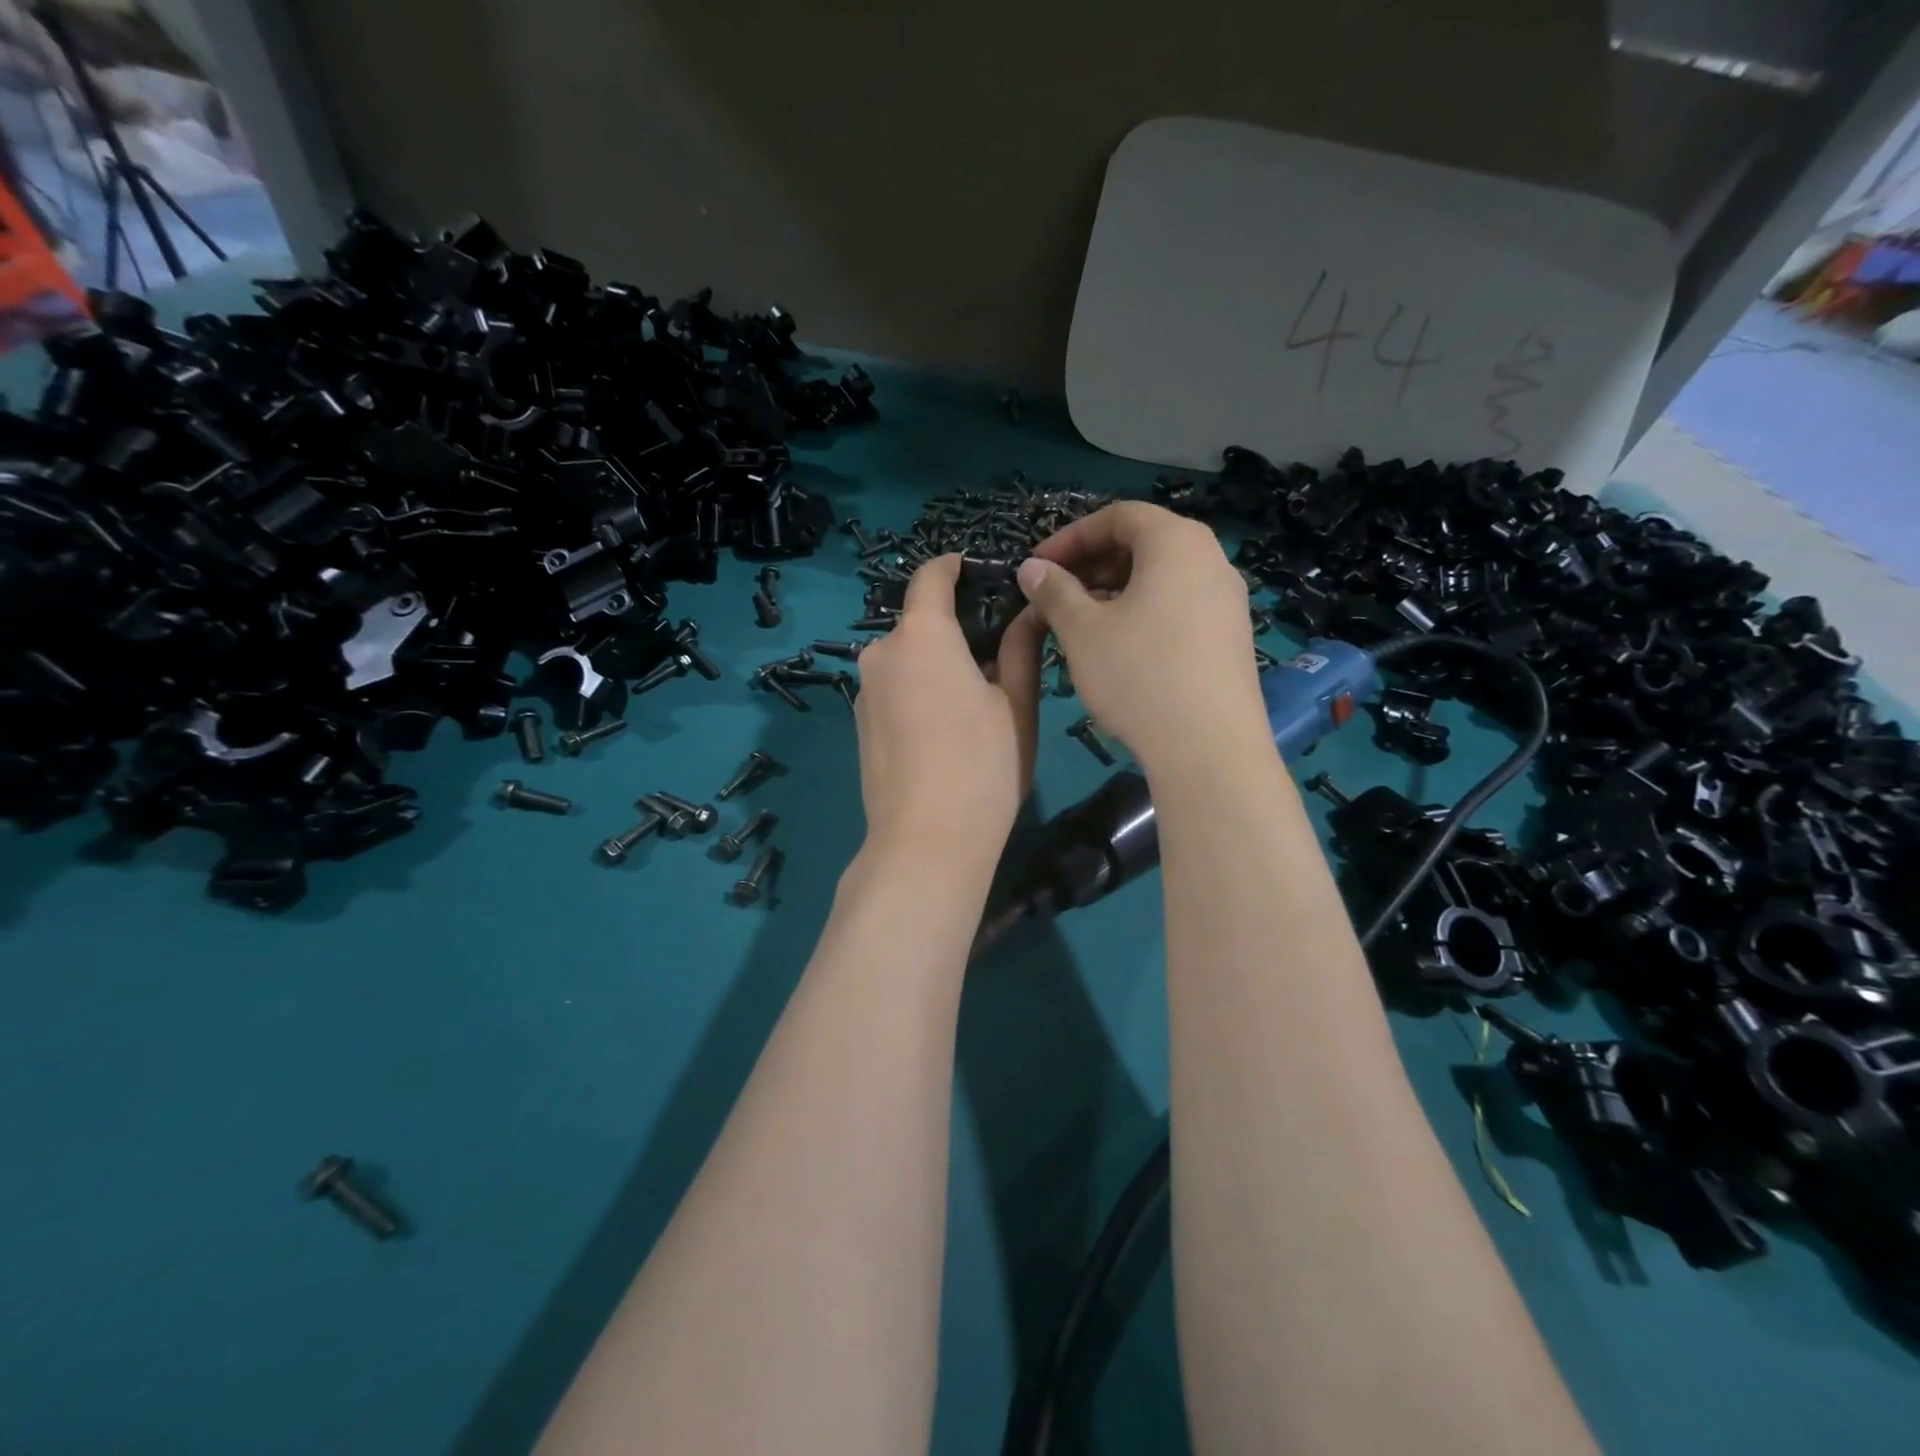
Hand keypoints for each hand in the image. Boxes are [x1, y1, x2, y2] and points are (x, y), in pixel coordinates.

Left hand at [853, 555, 1044, 878]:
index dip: (952, 567)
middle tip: (994, 658)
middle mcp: (881, 654)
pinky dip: (916, 693)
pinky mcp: (858, 726)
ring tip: (972, 702)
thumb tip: (1029, 611)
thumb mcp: (1015, 706)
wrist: (926, 843)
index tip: (972, 568)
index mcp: (921, 637)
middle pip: (918, 625)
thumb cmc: (983, 768)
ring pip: (905, 661)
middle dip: (952, 631)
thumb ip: (1020, 650)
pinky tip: (941, 732)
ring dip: (934, 666)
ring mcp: (864, 693)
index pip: (929, 578)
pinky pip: (892, 691)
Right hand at [1017, 502, 1265, 773]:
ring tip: (1081, 622)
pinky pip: (1180, 605)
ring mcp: (1228, 599)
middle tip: (1056, 594)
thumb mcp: (1083, 631)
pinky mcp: (1232, 636)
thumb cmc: (1139, 675)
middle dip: (1093, 563)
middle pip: (1144, 543)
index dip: (1071, 536)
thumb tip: (1031, 568)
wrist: (1209, 748)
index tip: (1038, 566)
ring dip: (1115, 589)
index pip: (1119, 516)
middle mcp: (1211, 559)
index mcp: (1177, 543)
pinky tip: (1119, 646)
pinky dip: (1144, 611)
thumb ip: (1054, 591)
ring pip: (1162, 577)